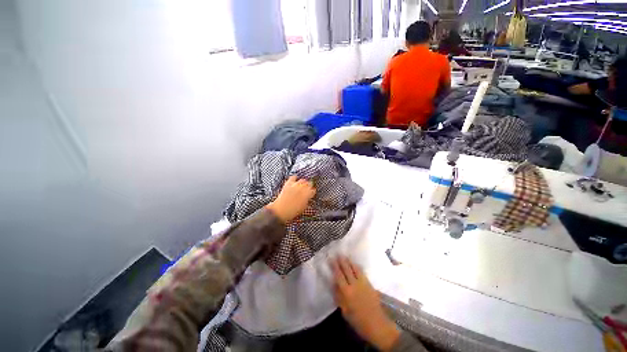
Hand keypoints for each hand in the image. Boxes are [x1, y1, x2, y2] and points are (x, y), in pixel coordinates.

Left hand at [266, 176, 315, 222]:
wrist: (281, 210)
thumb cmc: (293, 211)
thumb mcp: (303, 208)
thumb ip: (307, 201)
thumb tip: (309, 198)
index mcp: (308, 194)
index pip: (313, 190)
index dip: (312, 192)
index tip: (311, 194)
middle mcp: (303, 188)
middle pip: (309, 183)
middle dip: (309, 186)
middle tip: (307, 189)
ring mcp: (295, 185)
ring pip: (303, 180)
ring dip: (303, 182)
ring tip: (302, 185)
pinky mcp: (289, 183)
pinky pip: (293, 177)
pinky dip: (295, 178)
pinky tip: (295, 181)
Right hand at [332, 257, 399, 350]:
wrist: (377, 324)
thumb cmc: (358, 321)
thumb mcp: (345, 311)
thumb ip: (339, 296)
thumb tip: (334, 284)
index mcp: (347, 292)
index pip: (339, 275)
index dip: (334, 266)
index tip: (331, 259)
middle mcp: (355, 285)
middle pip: (347, 269)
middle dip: (342, 261)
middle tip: (337, 253)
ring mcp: (363, 283)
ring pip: (355, 269)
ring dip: (349, 261)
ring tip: (345, 256)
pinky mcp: (369, 284)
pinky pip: (362, 272)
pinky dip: (357, 266)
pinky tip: (355, 264)